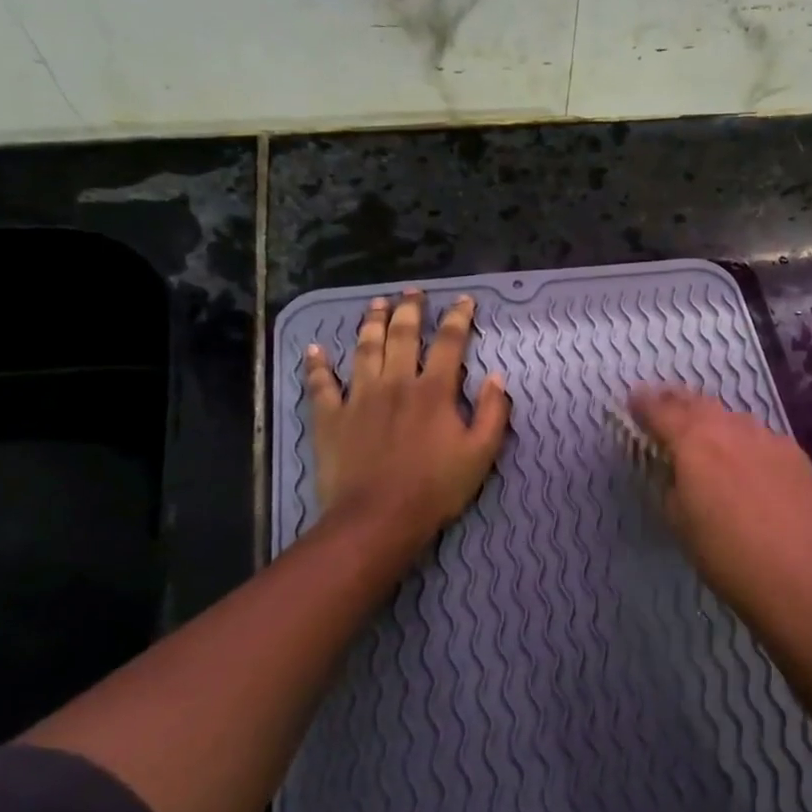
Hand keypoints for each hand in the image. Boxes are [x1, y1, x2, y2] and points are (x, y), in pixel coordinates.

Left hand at [303, 291, 510, 547]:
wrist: (377, 519)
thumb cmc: (435, 489)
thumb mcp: (481, 454)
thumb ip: (493, 413)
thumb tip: (497, 377)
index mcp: (433, 391)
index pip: (450, 342)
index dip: (459, 317)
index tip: (464, 301)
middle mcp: (395, 383)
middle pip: (402, 335)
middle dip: (409, 309)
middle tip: (412, 292)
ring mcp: (359, 397)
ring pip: (364, 349)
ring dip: (370, 323)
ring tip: (375, 304)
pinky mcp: (330, 417)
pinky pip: (321, 384)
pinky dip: (317, 365)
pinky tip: (315, 350)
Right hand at [629, 387, 811, 643]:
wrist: (802, 580)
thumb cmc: (726, 556)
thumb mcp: (679, 522)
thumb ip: (672, 483)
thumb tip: (677, 469)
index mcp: (695, 442)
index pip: (661, 410)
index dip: (644, 404)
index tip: (633, 399)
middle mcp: (732, 429)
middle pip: (699, 403)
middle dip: (677, 401)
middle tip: (664, 402)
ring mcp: (770, 439)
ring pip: (734, 419)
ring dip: (714, 421)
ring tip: (705, 432)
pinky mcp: (799, 457)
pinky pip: (763, 439)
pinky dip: (746, 443)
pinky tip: (748, 462)